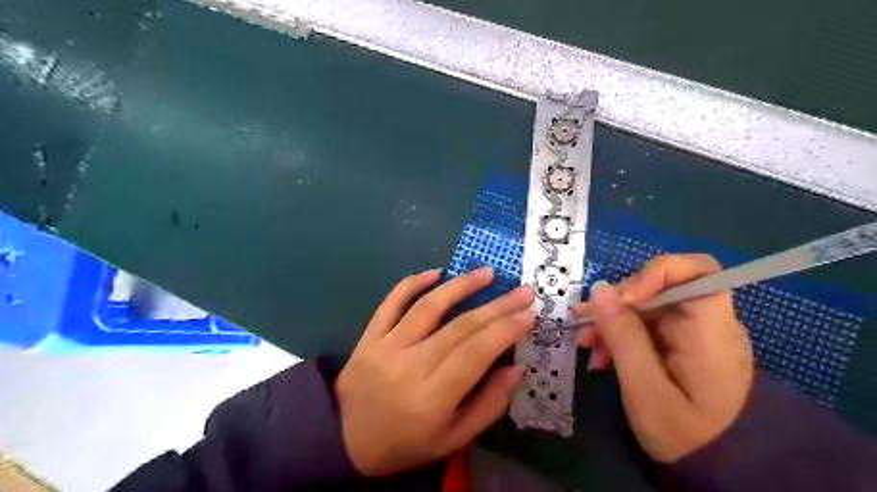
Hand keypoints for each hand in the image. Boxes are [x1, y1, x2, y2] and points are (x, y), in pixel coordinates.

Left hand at [333, 266, 530, 477]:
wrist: (342, 439)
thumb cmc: (404, 444)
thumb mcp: (452, 439)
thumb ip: (488, 405)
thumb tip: (517, 368)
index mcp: (434, 397)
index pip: (478, 352)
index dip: (506, 330)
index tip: (530, 314)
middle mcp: (411, 365)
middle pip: (460, 326)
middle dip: (497, 306)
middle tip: (523, 291)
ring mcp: (387, 346)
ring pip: (429, 307)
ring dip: (461, 286)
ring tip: (487, 272)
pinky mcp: (370, 336)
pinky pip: (391, 303)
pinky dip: (412, 283)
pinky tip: (435, 272)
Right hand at [577, 256, 753, 462]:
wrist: (717, 470)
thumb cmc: (684, 434)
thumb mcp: (644, 387)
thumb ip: (622, 335)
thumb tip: (600, 289)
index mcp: (711, 330)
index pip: (696, 270)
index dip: (655, 272)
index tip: (621, 299)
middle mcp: (707, 323)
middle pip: (660, 289)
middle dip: (618, 303)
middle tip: (584, 325)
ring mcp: (694, 333)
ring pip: (647, 307)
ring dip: (612, 321)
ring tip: (586, 345)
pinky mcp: (681, 344)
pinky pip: (647, 326)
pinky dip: (621, 335)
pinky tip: (601, 355)